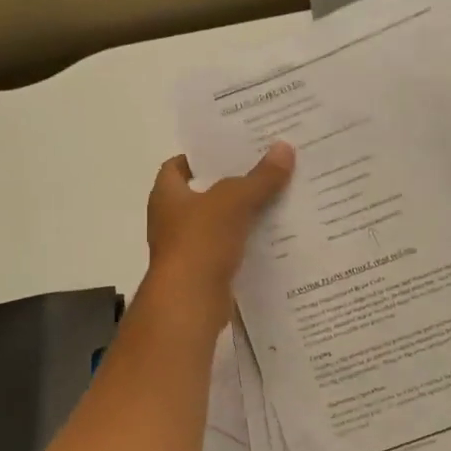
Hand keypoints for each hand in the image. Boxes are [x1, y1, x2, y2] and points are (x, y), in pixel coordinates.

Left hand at [142, 143, 294, 331]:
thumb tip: (284, 148)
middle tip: (265, 168)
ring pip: (219, 225)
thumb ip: (259, 177)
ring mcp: (187, 250)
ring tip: (278, 199)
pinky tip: (276, 238)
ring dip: (243, 216)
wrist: (189, 302)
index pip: (176, 166)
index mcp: (166, 196)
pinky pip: (230, 252)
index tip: (229, 149)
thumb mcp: (233, 201)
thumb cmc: (199, 242)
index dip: (199, 156)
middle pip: (203, 195)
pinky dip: (248, 245)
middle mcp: (171, 221)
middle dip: (231, 184)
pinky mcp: (205, 275)